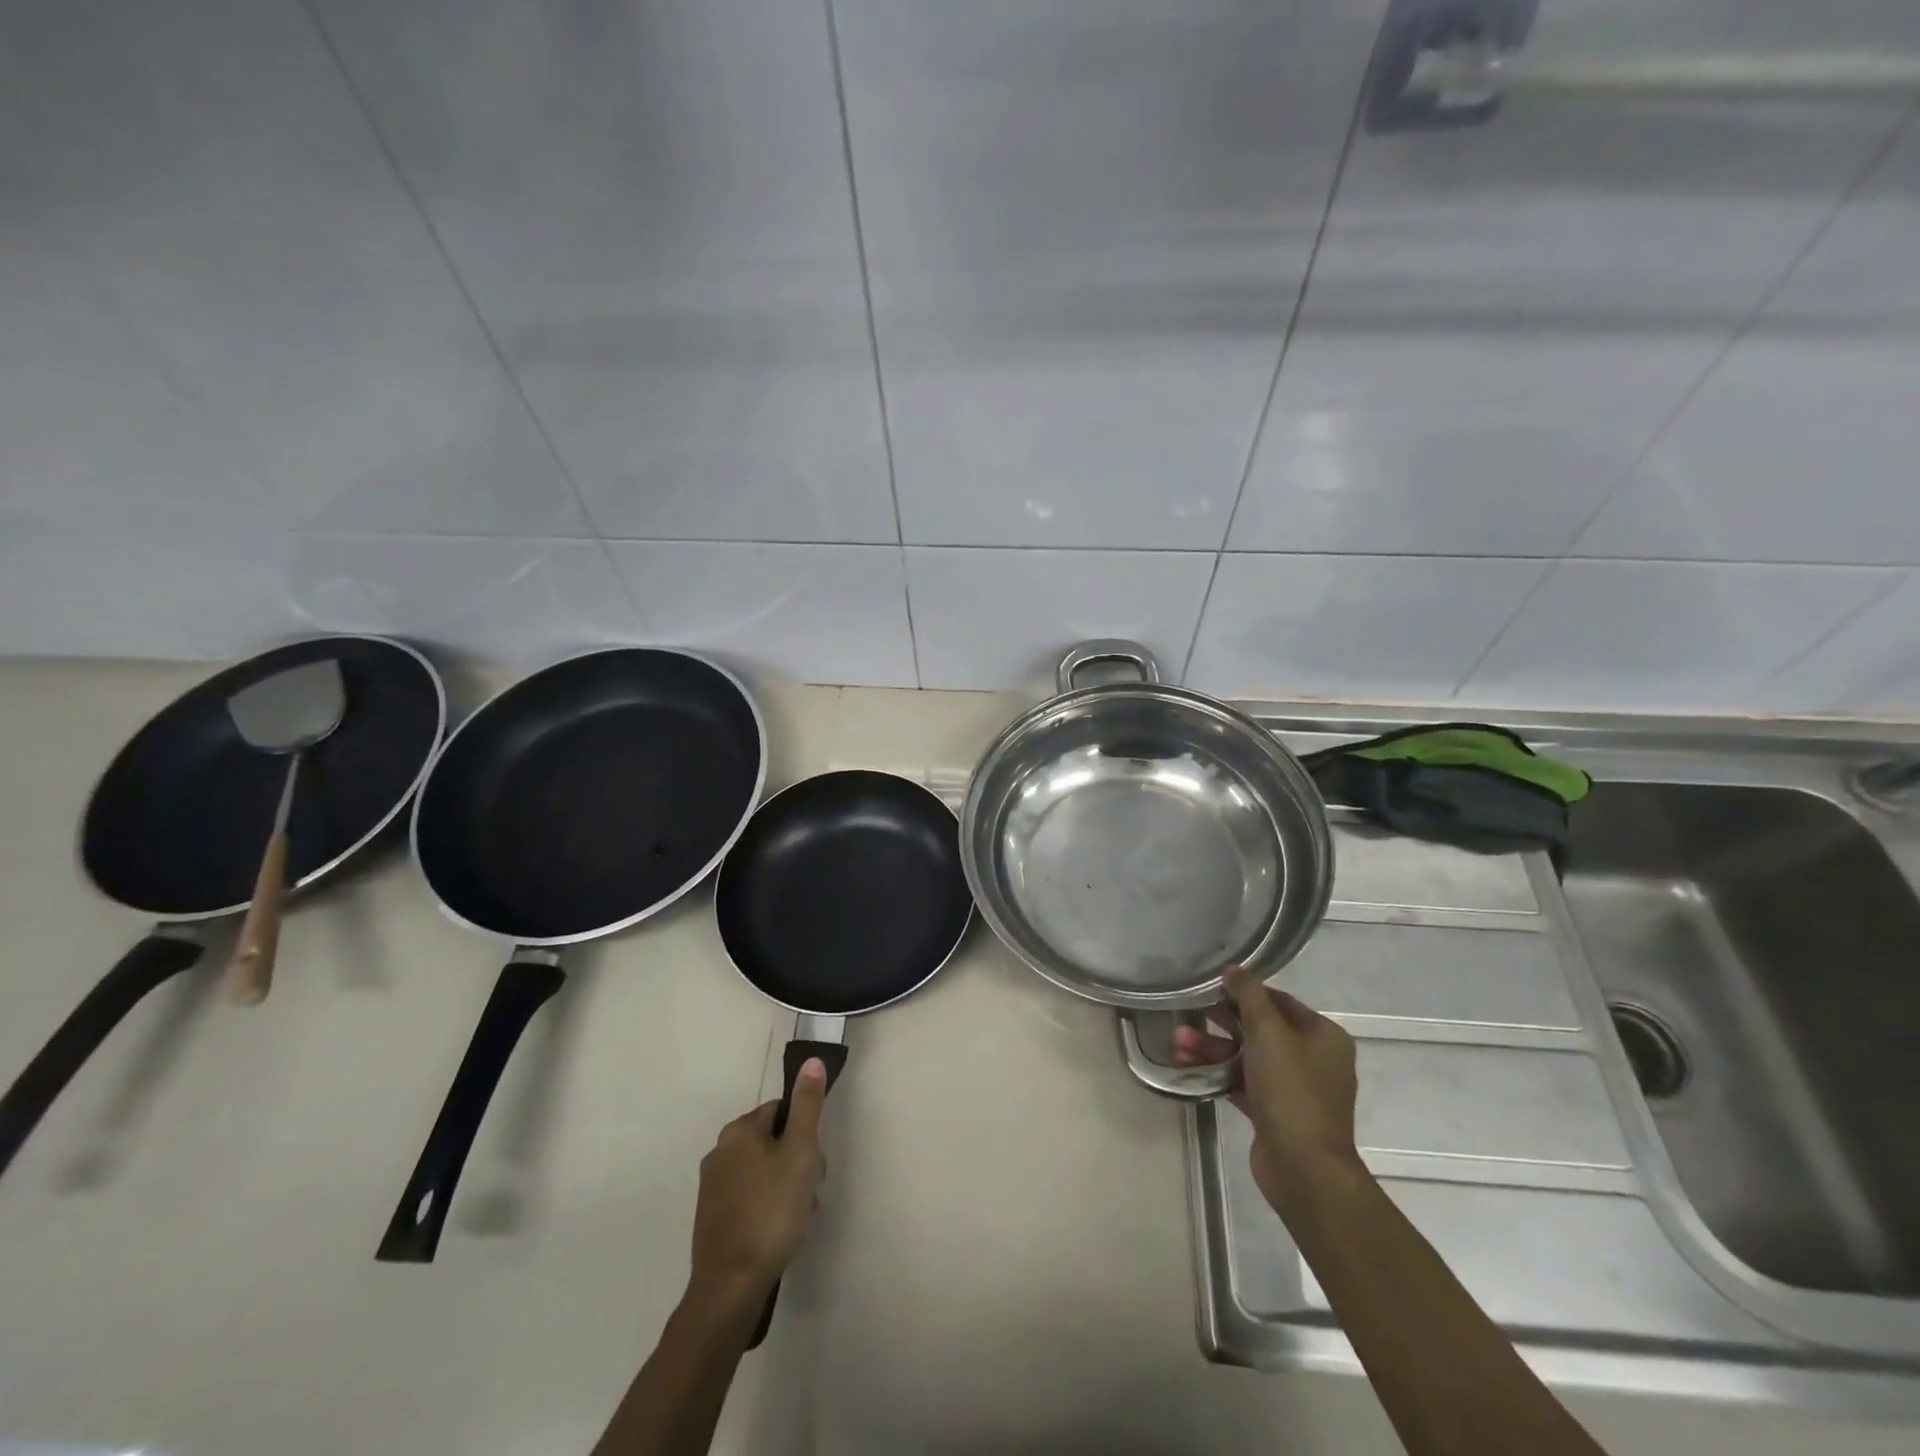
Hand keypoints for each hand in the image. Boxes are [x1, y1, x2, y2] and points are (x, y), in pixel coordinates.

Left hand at [687, 1059, 827, 1304]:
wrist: (730, 1286)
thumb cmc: (771, 1210)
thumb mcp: (800, 1152)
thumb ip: (808, 1105)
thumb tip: (811, 1061)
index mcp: (738, 1130)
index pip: (781, 1111)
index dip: (804, 1133)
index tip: (814, 1161)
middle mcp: (720, 1151)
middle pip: (774, 1141)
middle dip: (797, 1163)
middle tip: (809, 1191)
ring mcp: (713, 1187)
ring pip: (764, 1172)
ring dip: (787, 1188)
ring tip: (797, 1218)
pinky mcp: (712, 1218)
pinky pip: (750, 1198)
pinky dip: (768, 1208)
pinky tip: (779, 1232)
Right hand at [1173, 967, 1362, 1218]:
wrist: (1304, 1168)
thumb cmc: (1291, 1091)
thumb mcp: (1268, 1032)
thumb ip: (1249, 995)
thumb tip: (1233, 969)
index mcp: (1323, 1036)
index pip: (1278, 1001)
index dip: (1243, 993)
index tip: (1209, 991)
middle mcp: (1314, 1059)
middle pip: (1260, 1028)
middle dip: (1220, 1023)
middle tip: (1187, 1017)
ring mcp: (1295, 1088)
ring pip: (1247, 1056)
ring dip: (1213, 1048)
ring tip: (1178, 1044)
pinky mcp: (1276, 1113)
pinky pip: (1243, 1082)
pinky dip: (1218, 1073)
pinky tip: (1187, 1067)